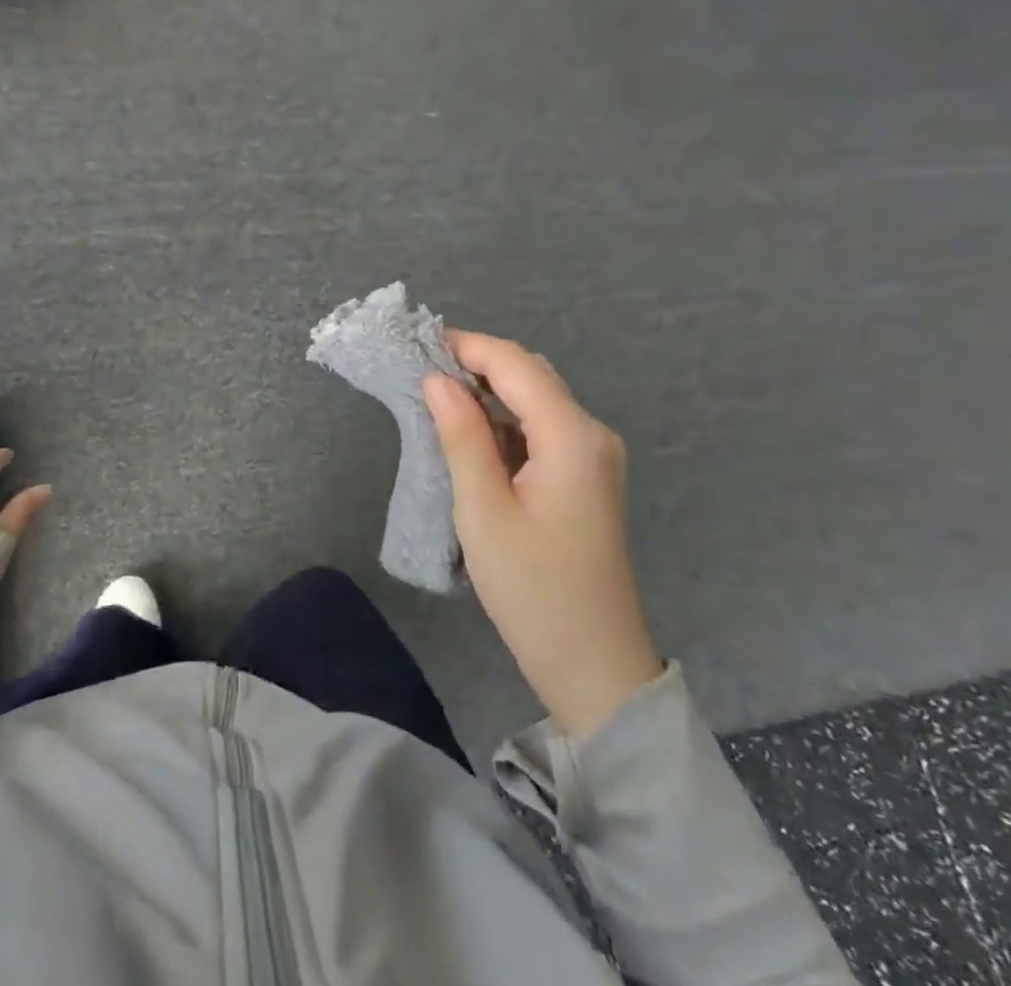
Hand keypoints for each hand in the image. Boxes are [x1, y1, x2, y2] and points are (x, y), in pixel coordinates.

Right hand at [424, 333, 661, 738]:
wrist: (594, 665)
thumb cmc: (532, 589)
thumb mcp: (484, 510)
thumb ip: (461, 436)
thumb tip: (436, 379)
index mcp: (572, 436)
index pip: (515, 364)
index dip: (466, 346)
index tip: (416, 346)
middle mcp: (591, 433)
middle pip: (530, 374)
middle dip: (476, 363)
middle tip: (420, 374)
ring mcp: (593, 456)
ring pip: (535, 398)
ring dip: (488, 391)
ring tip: (436, 399)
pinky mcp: (585, 477)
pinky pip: (541, 427)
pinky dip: (503, 419)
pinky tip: (471, 435)